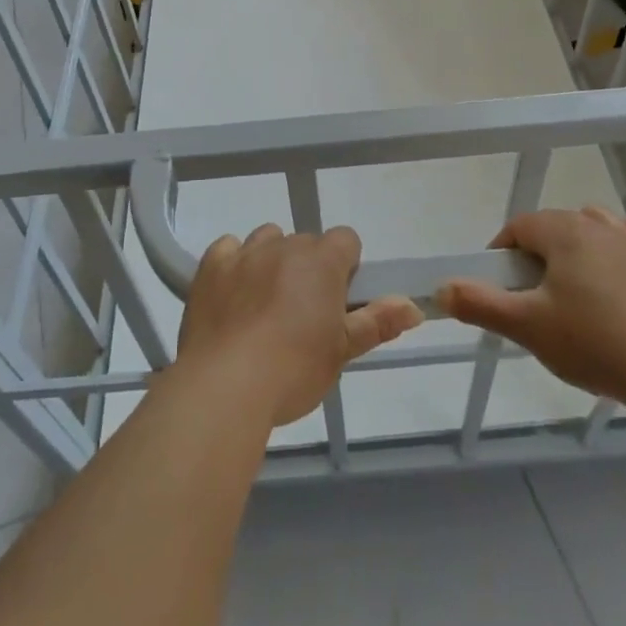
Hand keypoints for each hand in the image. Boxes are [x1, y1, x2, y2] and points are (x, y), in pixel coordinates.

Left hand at [177, 223, 424, 426]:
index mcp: (322, 262)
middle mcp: (284, 246)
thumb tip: (414, 306)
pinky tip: (232, 294)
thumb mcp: (342, 352)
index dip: (345, 267)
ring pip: (267, 239)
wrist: (226, 386)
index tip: (337, 300)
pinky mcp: (211, 266)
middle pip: (305, 242)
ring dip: (272, 260)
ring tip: (265, 303)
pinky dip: (233, 264)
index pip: (346, 239)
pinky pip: (228, 248)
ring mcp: (244, 253)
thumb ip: (377, 322)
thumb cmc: (294, 370)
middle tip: (302, 312)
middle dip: (308, 268)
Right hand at [437, 208, 625, 410]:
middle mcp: (599, 225)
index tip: (499, 287)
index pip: (519, 227)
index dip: (502, 253)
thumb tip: (441, 288)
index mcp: (563, 231)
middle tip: (531, 297)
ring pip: (596, 224)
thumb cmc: (591, 341)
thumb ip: (479, 303)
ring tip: (571, 283)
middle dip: (536, 253)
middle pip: (555, 225)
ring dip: (578, 243)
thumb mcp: (525, 325)